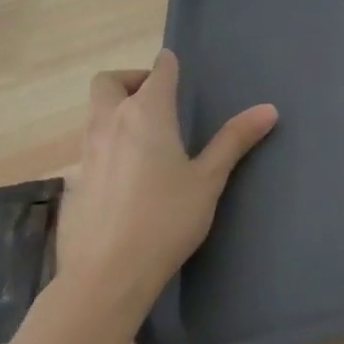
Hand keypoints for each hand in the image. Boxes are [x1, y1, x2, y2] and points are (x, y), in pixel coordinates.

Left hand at [56, 48, 277, 314]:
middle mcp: (111, 123)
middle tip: (158, 100)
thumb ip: (235, 140)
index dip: (169, 65)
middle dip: (131, 80)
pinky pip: (90, 149)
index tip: (180, 71)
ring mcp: (87, 154)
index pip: (158, 70)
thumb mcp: (209, 179)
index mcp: (147, 114)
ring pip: (96, 114)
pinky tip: (129, 180)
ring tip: (148, 138)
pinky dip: (108, 148)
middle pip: (108, 82)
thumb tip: (269, 109)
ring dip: (117, 112)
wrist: (105, 277)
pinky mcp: (74, 185)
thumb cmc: (166, 219)